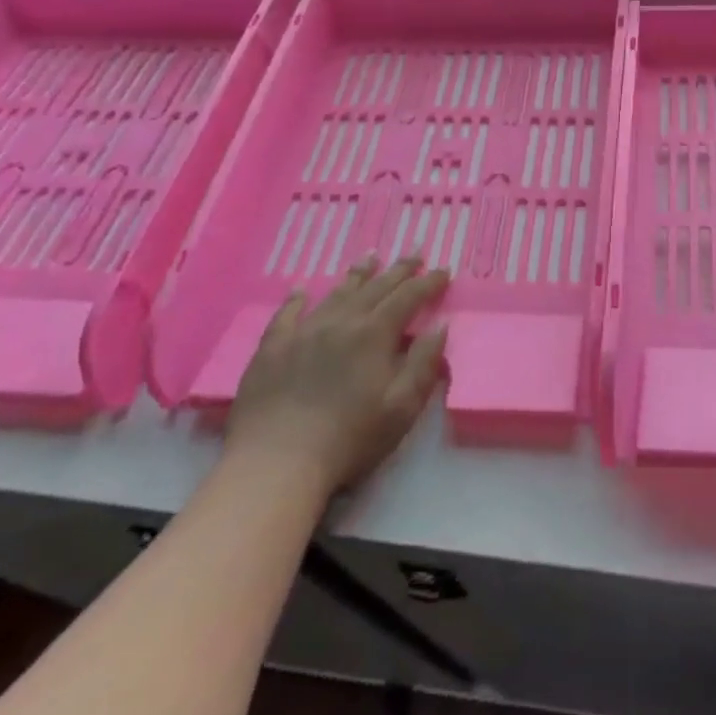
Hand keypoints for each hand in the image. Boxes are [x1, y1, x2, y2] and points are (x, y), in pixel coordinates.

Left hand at [225, 256, 449, 492]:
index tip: (443, 270)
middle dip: (399, 270)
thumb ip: (424, 362)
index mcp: (375, 334)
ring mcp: (303, 331)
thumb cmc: (350, 438)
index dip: (428, 282)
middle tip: (415, 253)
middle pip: (375, 287)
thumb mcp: (402, 406)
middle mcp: (341, 321)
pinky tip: (301, 289)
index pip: (408, 297)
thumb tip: (440, 325)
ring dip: (358, 274)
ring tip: (370, 257)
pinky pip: (287, 314)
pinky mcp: (272, 348)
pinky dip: (296, 298)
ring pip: (336, 293)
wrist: (277, 461)